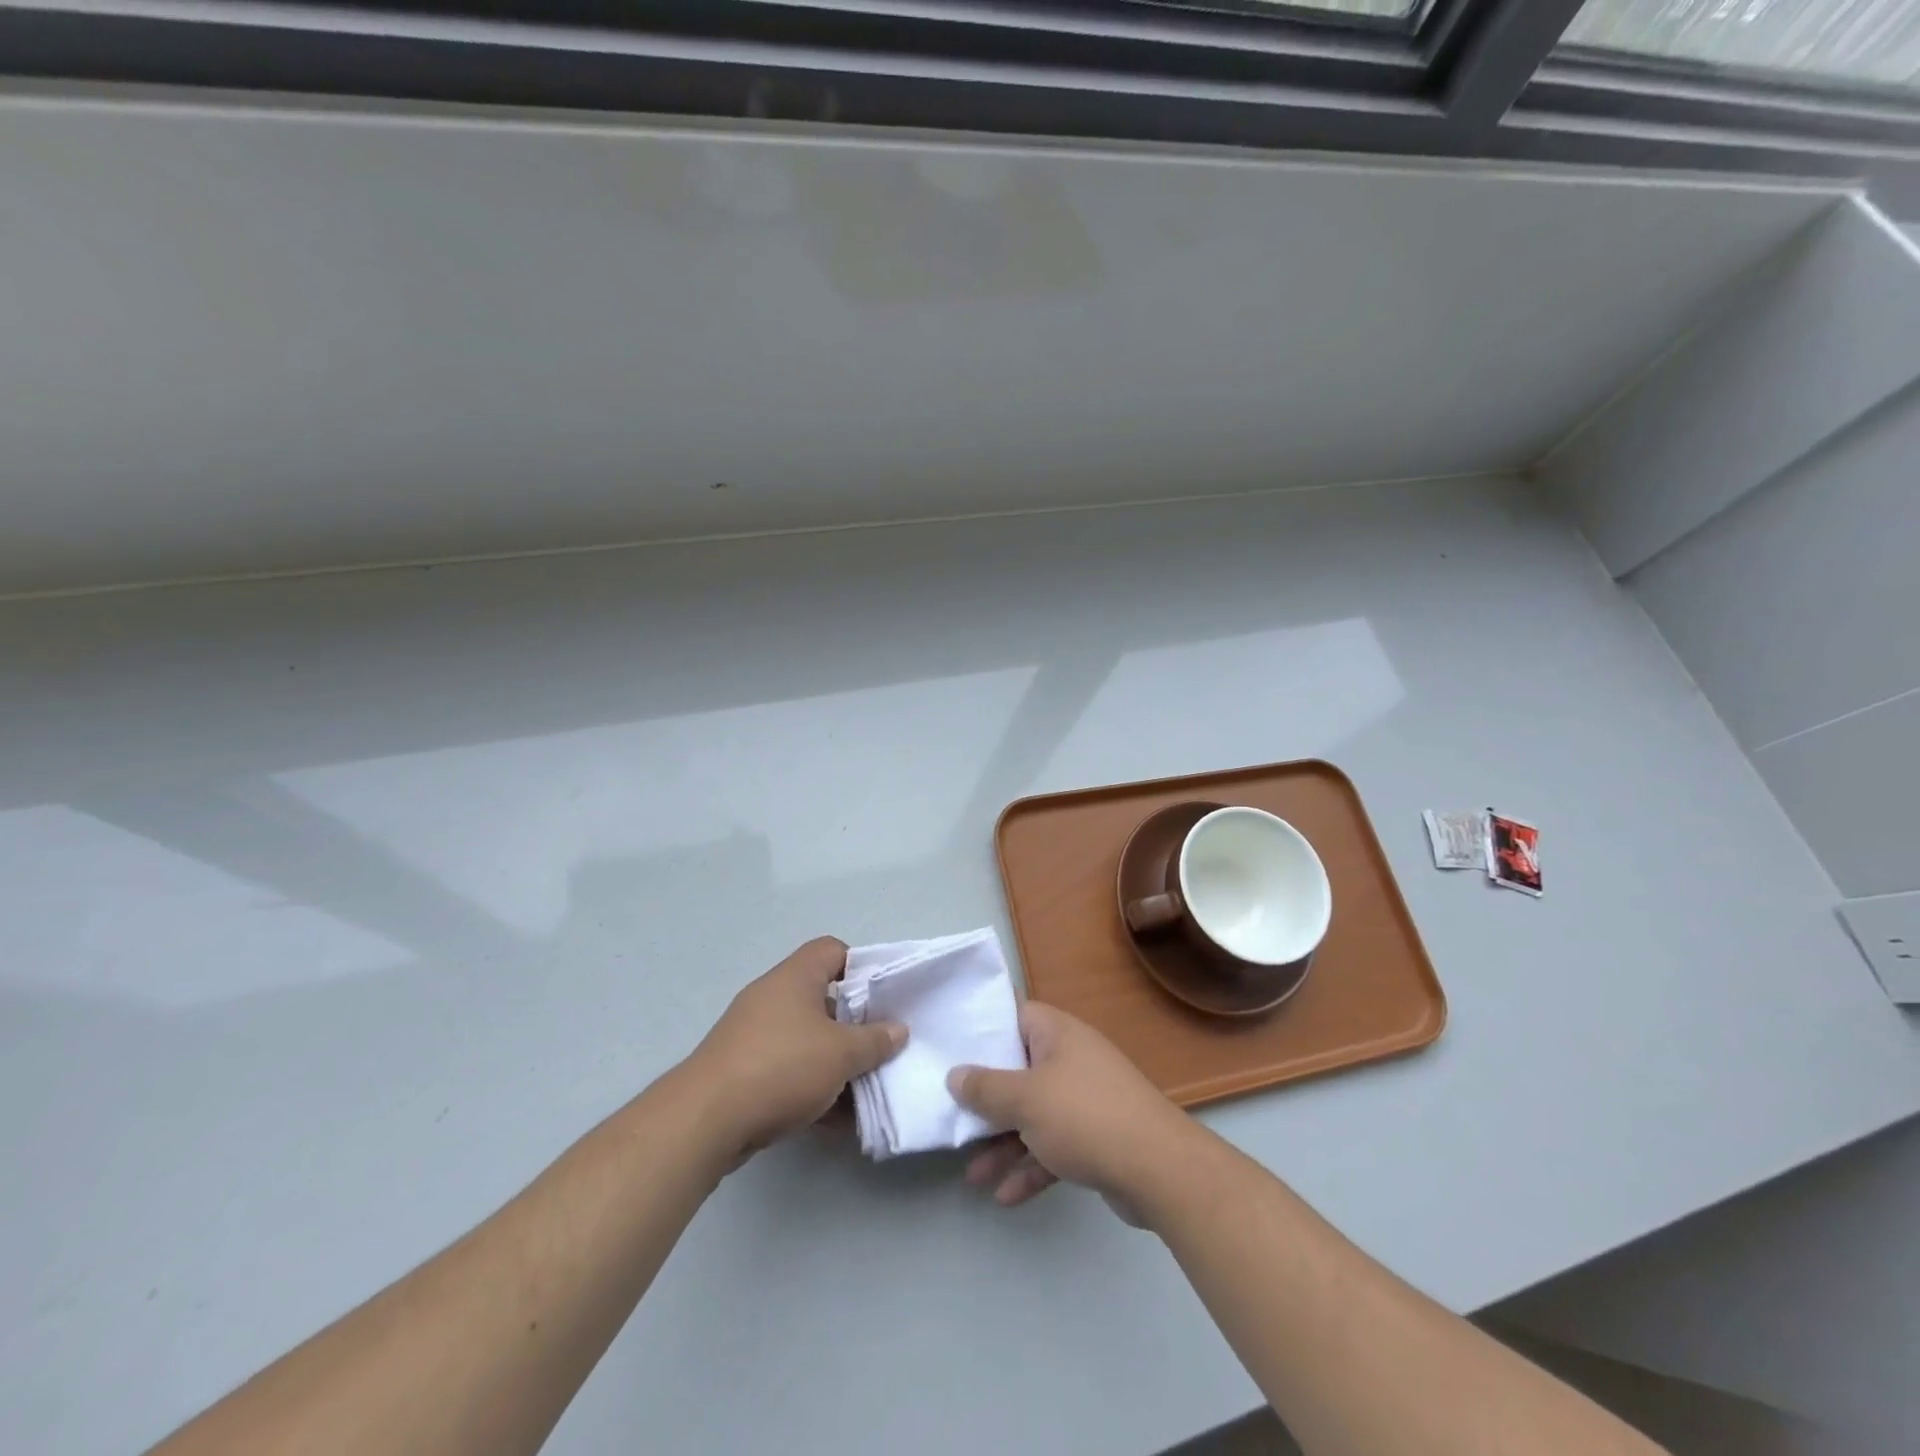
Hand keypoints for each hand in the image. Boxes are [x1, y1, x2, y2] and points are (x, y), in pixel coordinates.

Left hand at [686, 937, 906, 1164]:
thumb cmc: (782, 1067)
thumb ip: (875, 1040)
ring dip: (835, 1061)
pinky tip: (835, 1119)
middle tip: (880, 1045)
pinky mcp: (742, 1070)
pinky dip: (811, 1086)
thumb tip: (898, 1030)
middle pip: (823, 998)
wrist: (705, 1120)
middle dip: (854, 1024)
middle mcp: (773, 996)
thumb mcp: (841, 1054)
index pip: (833, 950)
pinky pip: (788, 1069)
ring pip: (807, 1039)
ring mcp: (754, 1034)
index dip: (861, 967)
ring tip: (864, 1088)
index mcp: (795, 977)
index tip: (882, 997)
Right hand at [948, 1002, 1193, 1216]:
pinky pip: (1054, 1146)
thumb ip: (985, 1087)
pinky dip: (1031, 1167)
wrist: (1159, 1170)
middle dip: (987, 1100)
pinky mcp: (1097, 1138)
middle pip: (1019, 1070)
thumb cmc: (1085, 1117)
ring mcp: (1086, 1100)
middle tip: (954, 1116)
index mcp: (1057, 1034)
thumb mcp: (1025, 1099)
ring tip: (973, 1175)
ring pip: (1034, 1115)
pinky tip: (1005, 1196)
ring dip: (1004, 1143)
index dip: (983, 1028)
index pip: (1014, 1016)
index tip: (951, 1045)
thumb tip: (955, 1074)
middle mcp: (1072, 1059)